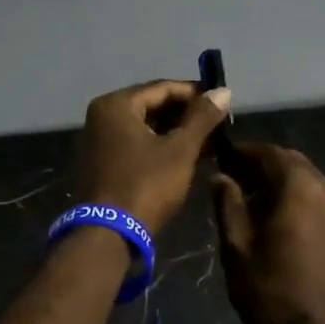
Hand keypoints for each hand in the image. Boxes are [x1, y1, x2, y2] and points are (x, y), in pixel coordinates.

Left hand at [76, 80, 233, 236]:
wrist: (108, 235)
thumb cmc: (146, 186)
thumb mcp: (180, 150)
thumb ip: (202, 118)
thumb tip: (224, 90)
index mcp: (116, 105)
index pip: (163, 88)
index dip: (196, 93)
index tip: (223, 102)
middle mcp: (103, 116)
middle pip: (153, 105)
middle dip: (187, 115)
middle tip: (219, 124)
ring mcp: (100, 141)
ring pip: (147, 127)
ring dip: (177, 132)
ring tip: (210, 141)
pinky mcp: (104, 163)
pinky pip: (137, 144)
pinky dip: (161, 146)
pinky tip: (189, 156)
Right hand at [213, 143, 324, 323]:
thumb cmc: (270, 292)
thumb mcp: (237, 247)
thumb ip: (228, 204)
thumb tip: (221, 177)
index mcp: (299, 187)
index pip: (269, 153)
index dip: (243, 152)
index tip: (221, 157)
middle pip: (292, 162)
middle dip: (263, 164)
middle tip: (234, 178)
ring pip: (308, 179)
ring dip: (281, 180)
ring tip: (252, 199)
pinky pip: (320, 198)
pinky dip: (298, 197)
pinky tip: (278, 218)